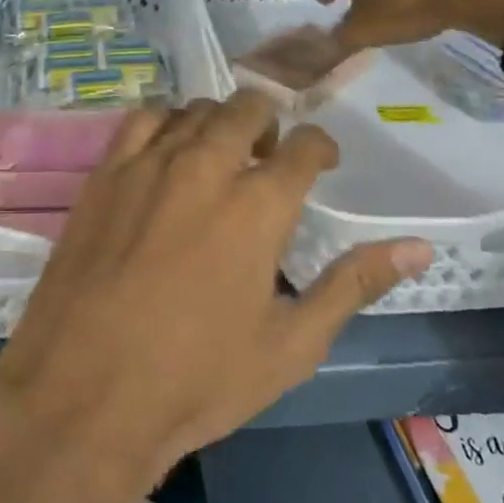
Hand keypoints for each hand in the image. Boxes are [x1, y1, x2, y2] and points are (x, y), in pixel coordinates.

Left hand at [0, 91, 431, 492]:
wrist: (85, 393)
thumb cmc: (196, 379)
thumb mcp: (290, 345)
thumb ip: (353, 285)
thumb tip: (418, 248)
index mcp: (258, 205)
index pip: (304, 146)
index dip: (319, 148)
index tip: (320, 163)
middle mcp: (206, 166)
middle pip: (248, 109)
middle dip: (270, 125)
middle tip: (268, 160)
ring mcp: (149, 163)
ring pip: (196, 109)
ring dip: (219, 122)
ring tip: (220, 156)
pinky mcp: (106, 172)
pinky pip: (143, 119)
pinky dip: (166, 123)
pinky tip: (168, 153)